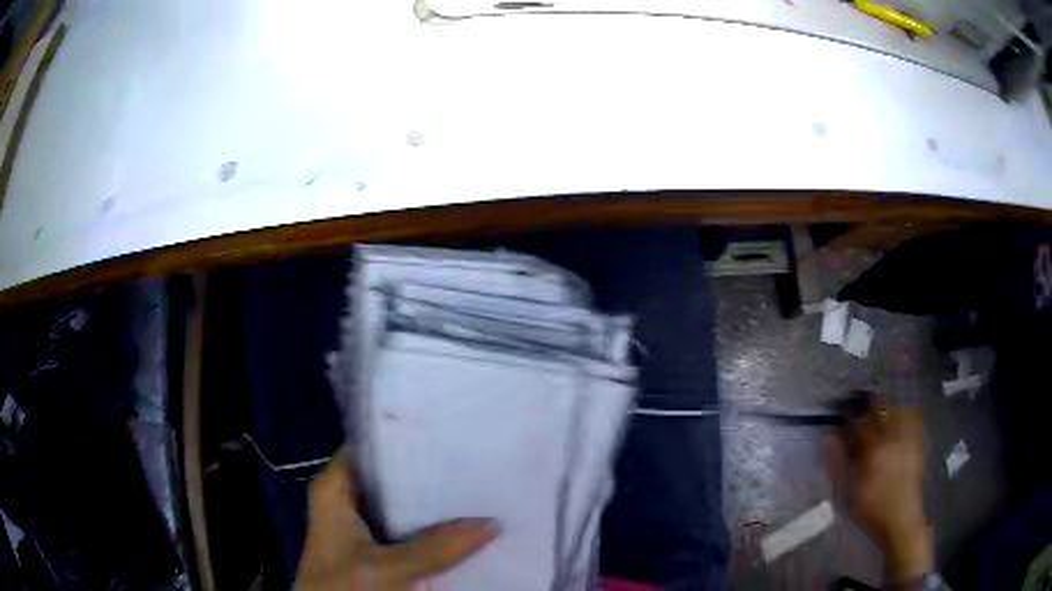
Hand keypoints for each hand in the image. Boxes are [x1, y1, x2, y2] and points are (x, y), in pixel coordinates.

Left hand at [296, 452, 498, 589]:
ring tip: (474, 484)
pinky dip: (428, 525)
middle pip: (389, 473)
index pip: (369, 445)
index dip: (405, 435)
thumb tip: (491, 523)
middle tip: (472, 459)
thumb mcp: (387, 568)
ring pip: (399, 501)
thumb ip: (435, 548)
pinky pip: (404, 526)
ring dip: (431, 499)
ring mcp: (359, 523)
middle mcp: (345, 498)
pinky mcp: (373, 545)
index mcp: (334, 487)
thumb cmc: (342, 587)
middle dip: (427, 470)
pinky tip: (459, 521)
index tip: (448, 428)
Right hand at [832, 402, 932, 581]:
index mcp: (872, 452)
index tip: (842, 412)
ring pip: (898, 410)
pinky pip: (914, 419)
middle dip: (870, 404)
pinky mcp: (918, 444)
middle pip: (880, 411)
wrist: (900, 522)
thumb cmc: (871, 511)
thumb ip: (837, 465)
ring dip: (888, 405)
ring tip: (880, 406)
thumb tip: (828, 439)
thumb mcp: (848, 493)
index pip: (858, 424)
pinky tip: (902, 413)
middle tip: (862, 403)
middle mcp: (891, 440)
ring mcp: (907, 441)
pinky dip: (907, 412)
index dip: (849, 415)